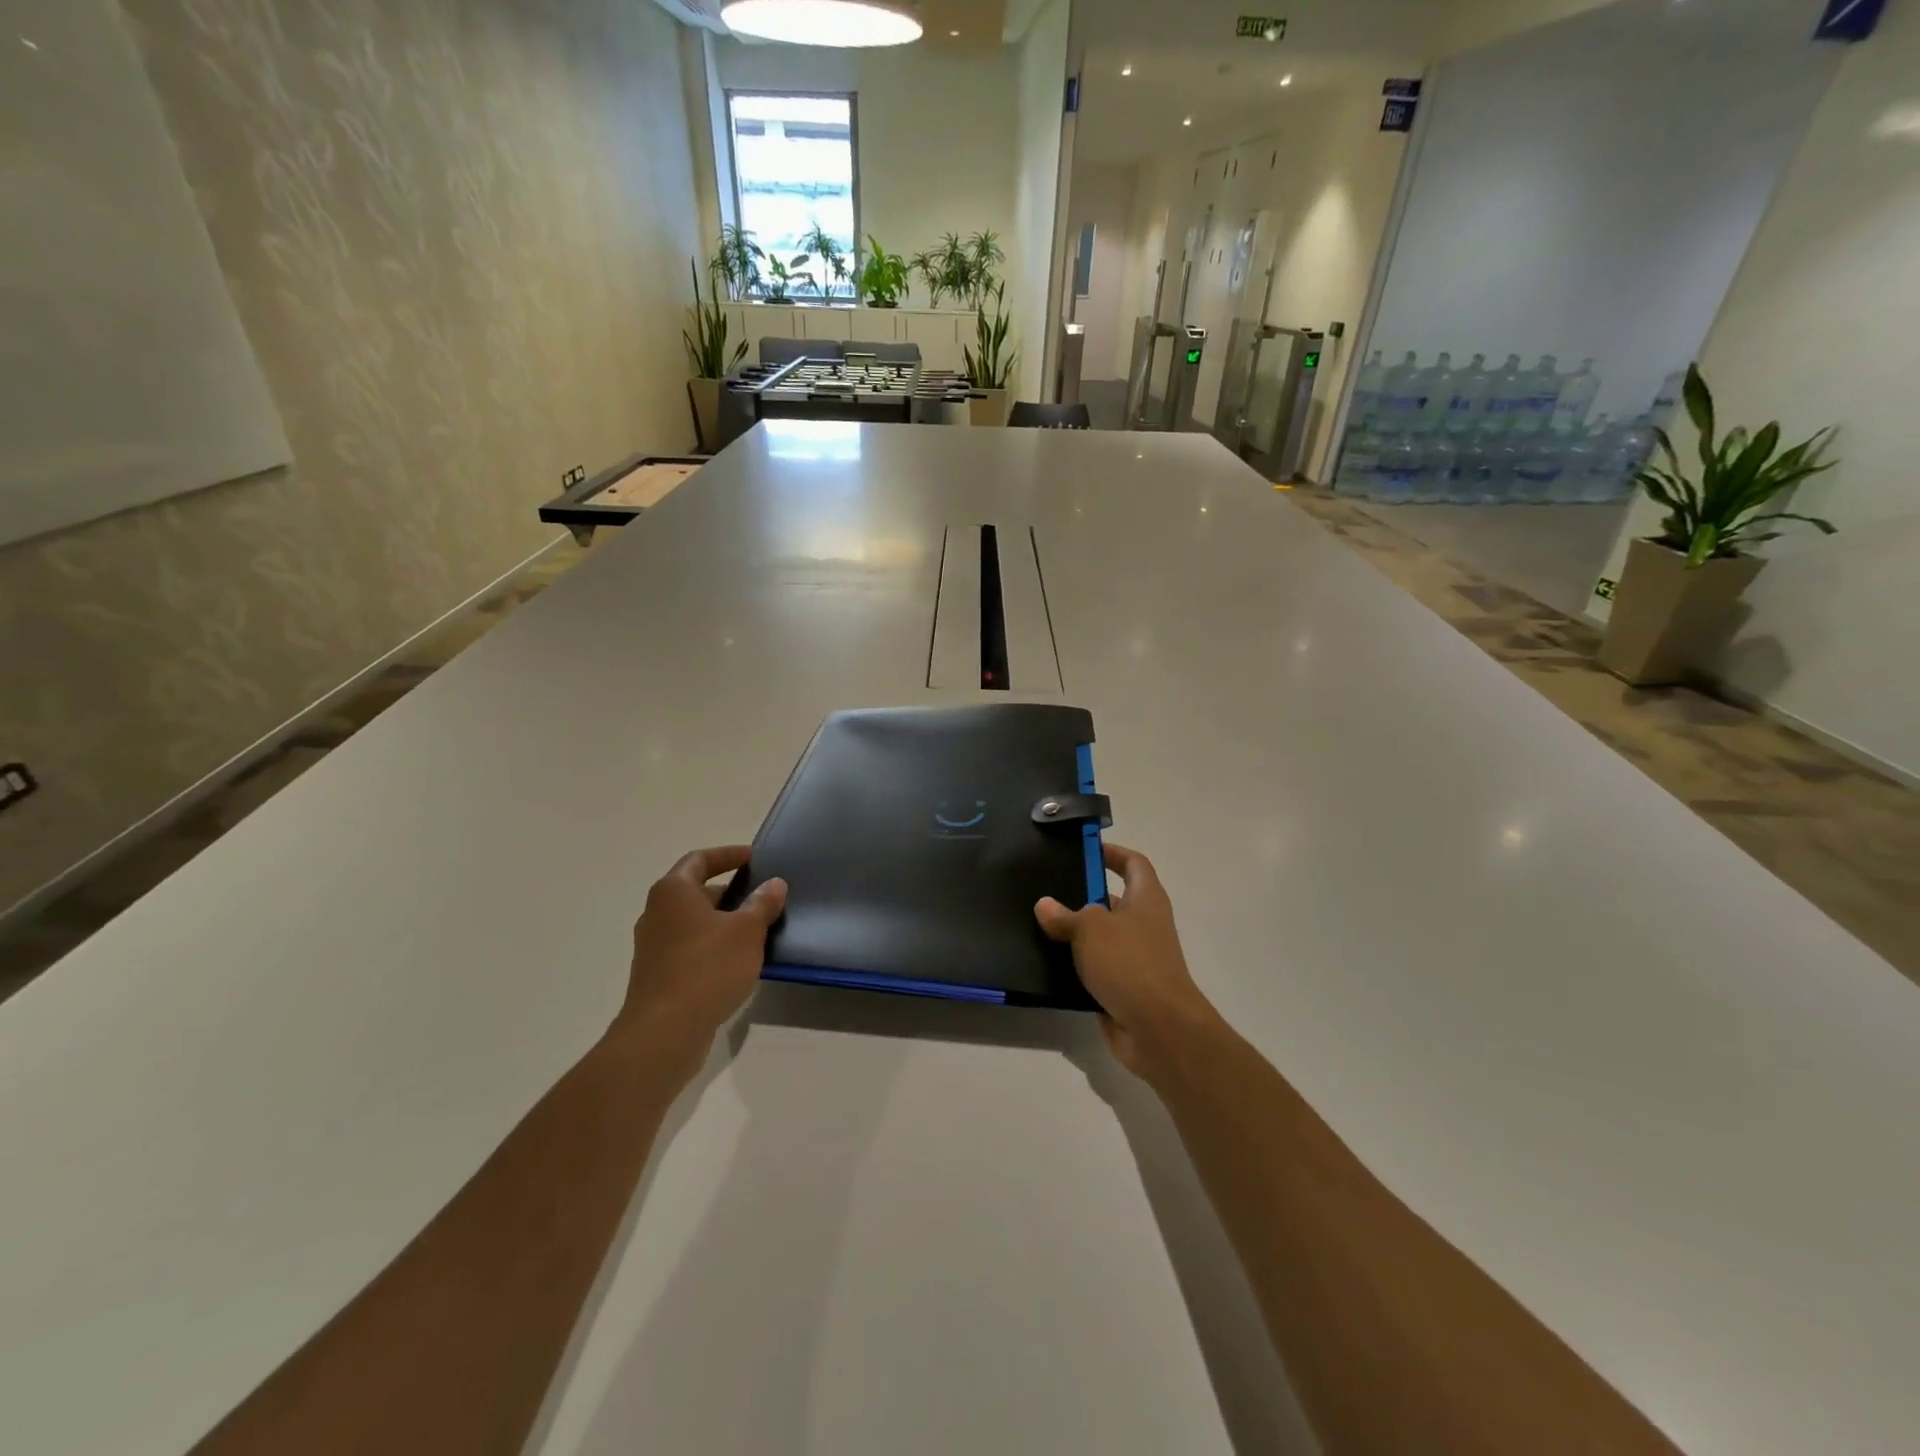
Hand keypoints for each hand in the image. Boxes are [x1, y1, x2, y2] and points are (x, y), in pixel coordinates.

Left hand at [614, 846, 786, 1080]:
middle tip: (762, 898)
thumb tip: (774, 883)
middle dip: (730, 892)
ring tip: (757, 930)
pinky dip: (713, 946)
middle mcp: (656, 912)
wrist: (664, 1032)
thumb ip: (762, 903)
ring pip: (694, 922)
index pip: (700, 859)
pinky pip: (689, 948)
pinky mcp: (657, 975)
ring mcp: (653, 946)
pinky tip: (738, 962)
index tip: (754, 858)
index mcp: (673, 891)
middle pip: (696, 891)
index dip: (728, 855)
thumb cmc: (708, 968)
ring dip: (723, 922)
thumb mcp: (747, 931)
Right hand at [1036, 843, 1220, 1083]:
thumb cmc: (1130, 963)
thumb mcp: (1091, 929)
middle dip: (1082, 894)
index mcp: (1146, 899)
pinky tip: (1044, 963)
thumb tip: (1045, 905)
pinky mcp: (1123, 988)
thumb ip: (1065, 914)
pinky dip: (1074, 967)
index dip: (1112, 853)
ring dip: (1074, 933)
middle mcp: (1144, 924)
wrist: (1158, 1029)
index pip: (1133, 863)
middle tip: (1045, 888)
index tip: (1084, 849)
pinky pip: (1094, 969)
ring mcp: (1135, 958)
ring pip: (1100, 937)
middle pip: (1113, 899)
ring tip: (1037, 924)